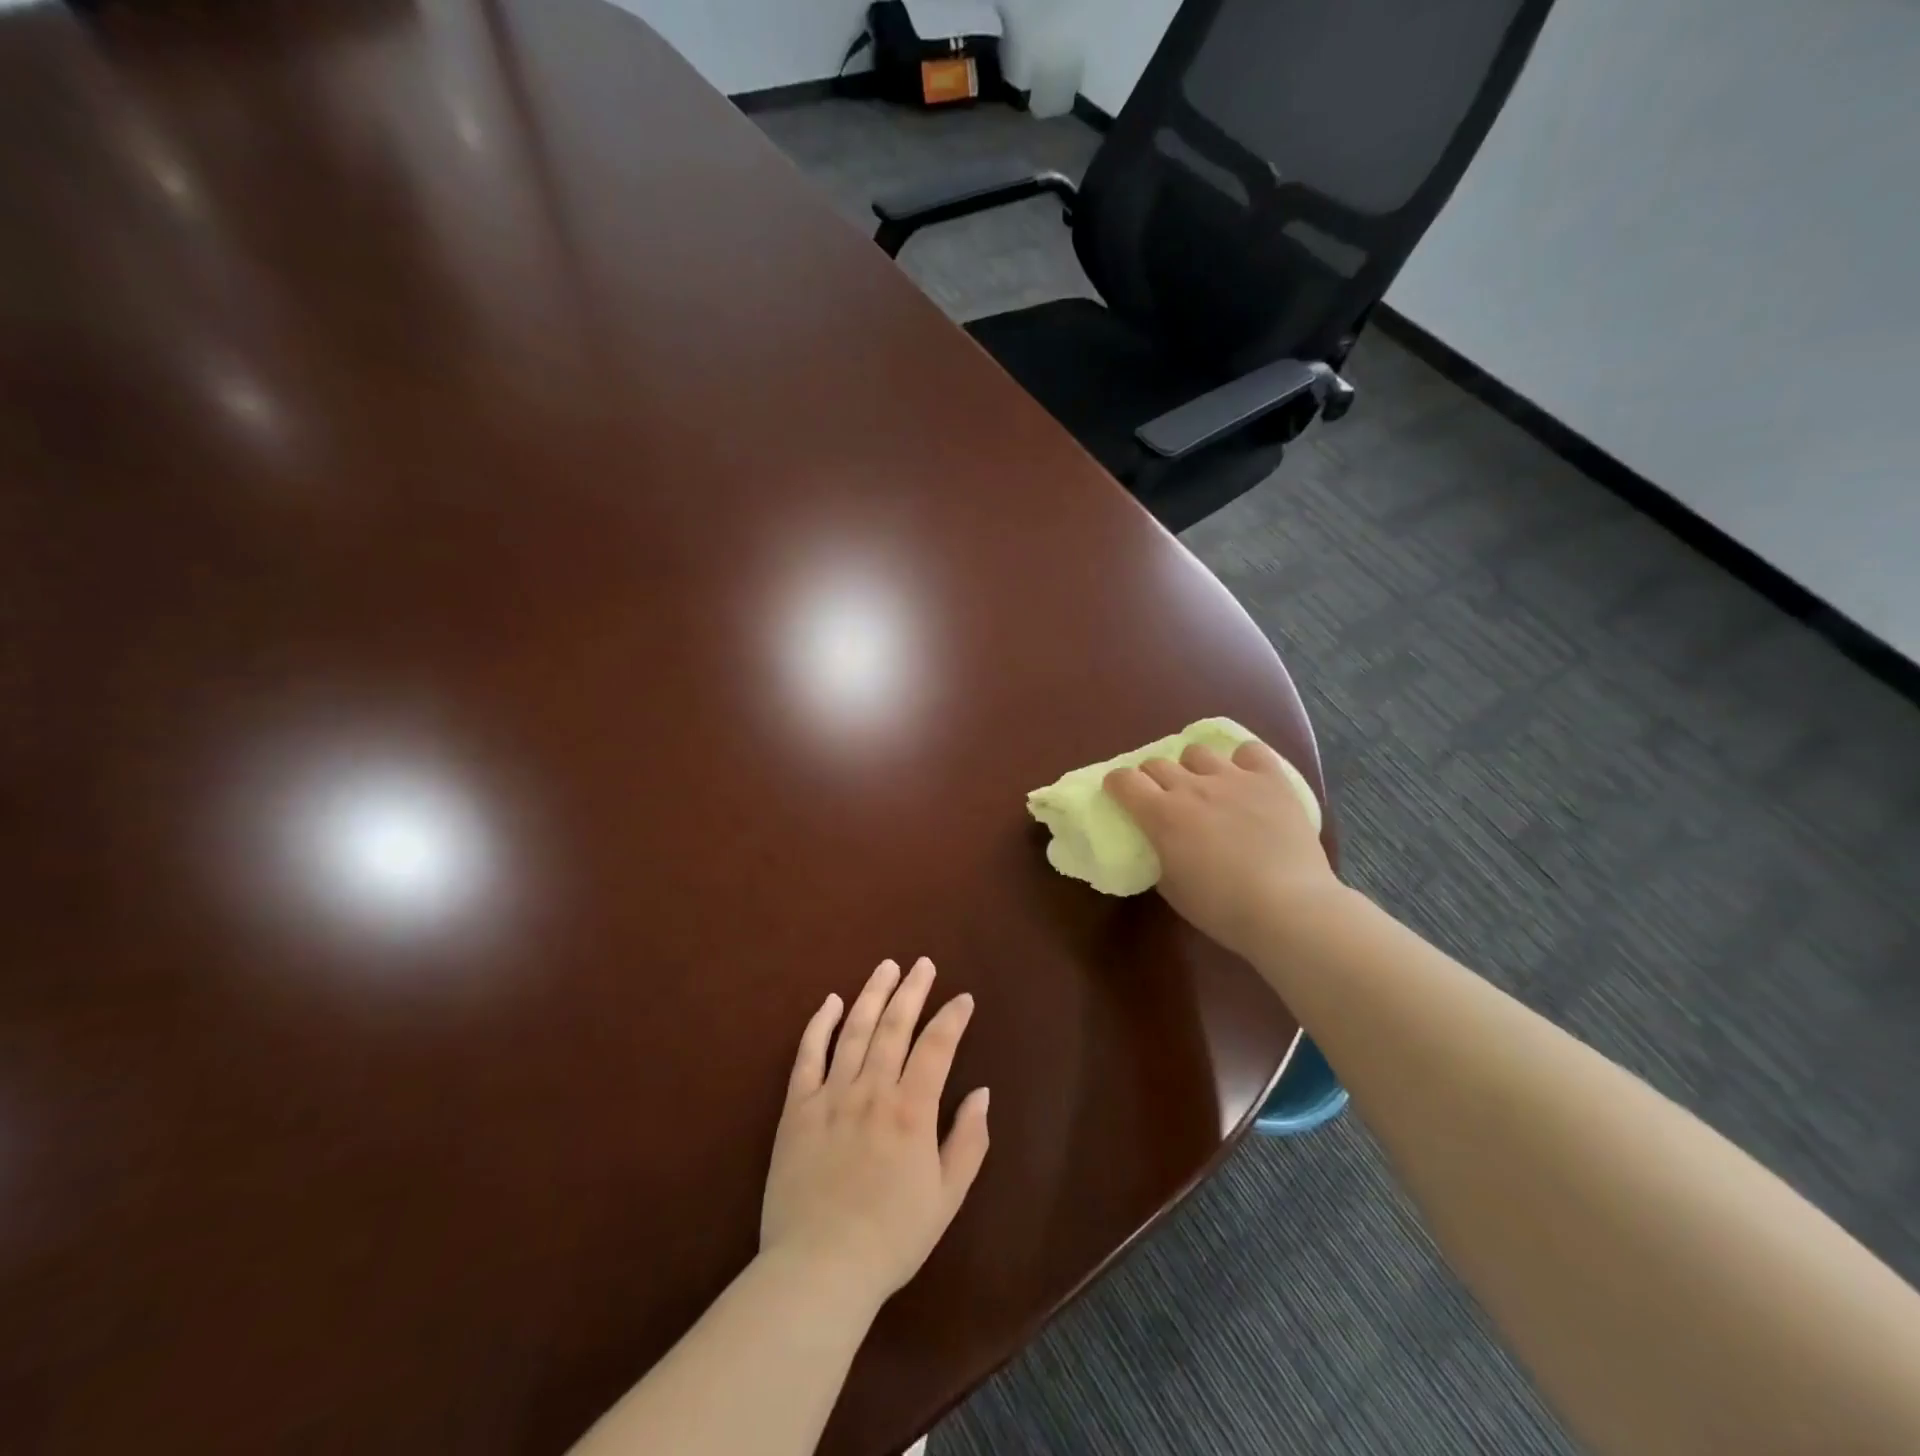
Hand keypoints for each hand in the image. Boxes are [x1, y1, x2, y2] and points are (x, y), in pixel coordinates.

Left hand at [761, 958, 990, 1308]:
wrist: (819, 1270)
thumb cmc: (891, 1237)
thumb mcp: (946, 1197)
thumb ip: (968, 1141)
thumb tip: (982, 1093)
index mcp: (911, 1110)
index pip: (936, 1046)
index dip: (952, 1018)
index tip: (963, 998)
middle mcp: (872, 1090)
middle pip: (894, 1026)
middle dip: (912, 990)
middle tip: (923, 963)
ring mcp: (830, 1095)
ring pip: (854, 1030)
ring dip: (872, 994)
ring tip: (886, 967)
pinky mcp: (796, 1108)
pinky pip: (807, 1056)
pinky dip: (819, 1025)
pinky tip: (829, 1002)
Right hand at [1105, 739, 1337, 959]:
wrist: (1288, 907)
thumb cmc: (1223, 908)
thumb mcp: (1173, 889)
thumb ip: (1160, 856)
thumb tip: (1161, 844)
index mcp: (1161, 815)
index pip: (1123, 780)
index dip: (1117, 784)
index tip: (1121, 795)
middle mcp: (1192, 787)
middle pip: (1157, 762)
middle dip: (1152, 777)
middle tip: (1162, 798)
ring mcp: (1233, 778)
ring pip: (1197, 751)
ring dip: (1192, 767)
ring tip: (1205, 786)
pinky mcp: (1270, 779)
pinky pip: (1249, 751)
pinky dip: (1242, 760)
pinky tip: (1246, 777)